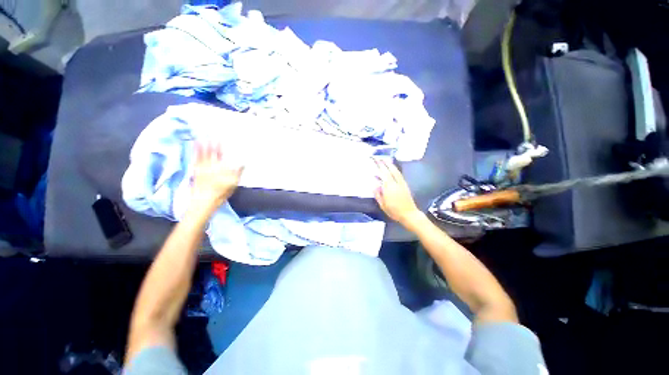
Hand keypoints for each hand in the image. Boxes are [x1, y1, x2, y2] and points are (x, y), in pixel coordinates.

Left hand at [191, 141, 243, 208]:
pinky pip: (195, 160)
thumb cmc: (220, 192)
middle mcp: (210, 165)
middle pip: (211, 152)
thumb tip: (243, 163)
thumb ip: (237, 172)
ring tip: (199, 138)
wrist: (204, 201)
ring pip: (202, 154)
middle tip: (209, 135)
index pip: (221, 154)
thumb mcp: (233, 183)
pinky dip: (195, 154)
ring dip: (201, 146)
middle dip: (211, 143)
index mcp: (220, 167)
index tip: (220, 138)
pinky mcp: (195, 172)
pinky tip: (194, 149)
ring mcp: (201, 168)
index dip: (220, 146)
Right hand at [373, 158, 422, 226]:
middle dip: (383, 163)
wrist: (409, 214)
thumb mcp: (382, 204)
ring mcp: (401, 183)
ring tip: (385, 160)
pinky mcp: (405, 185)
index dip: (378, 166)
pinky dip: (395, 169)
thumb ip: (377, 194)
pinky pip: (399, 174)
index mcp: (388, 187)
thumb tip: (374, 185)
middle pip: (389, 170)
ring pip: (395, 171)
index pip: (382, 173)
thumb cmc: (394, 211)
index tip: (374, 160)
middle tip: (378, 157)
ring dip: (390, 164)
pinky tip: (392, 169)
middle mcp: (395, 183)